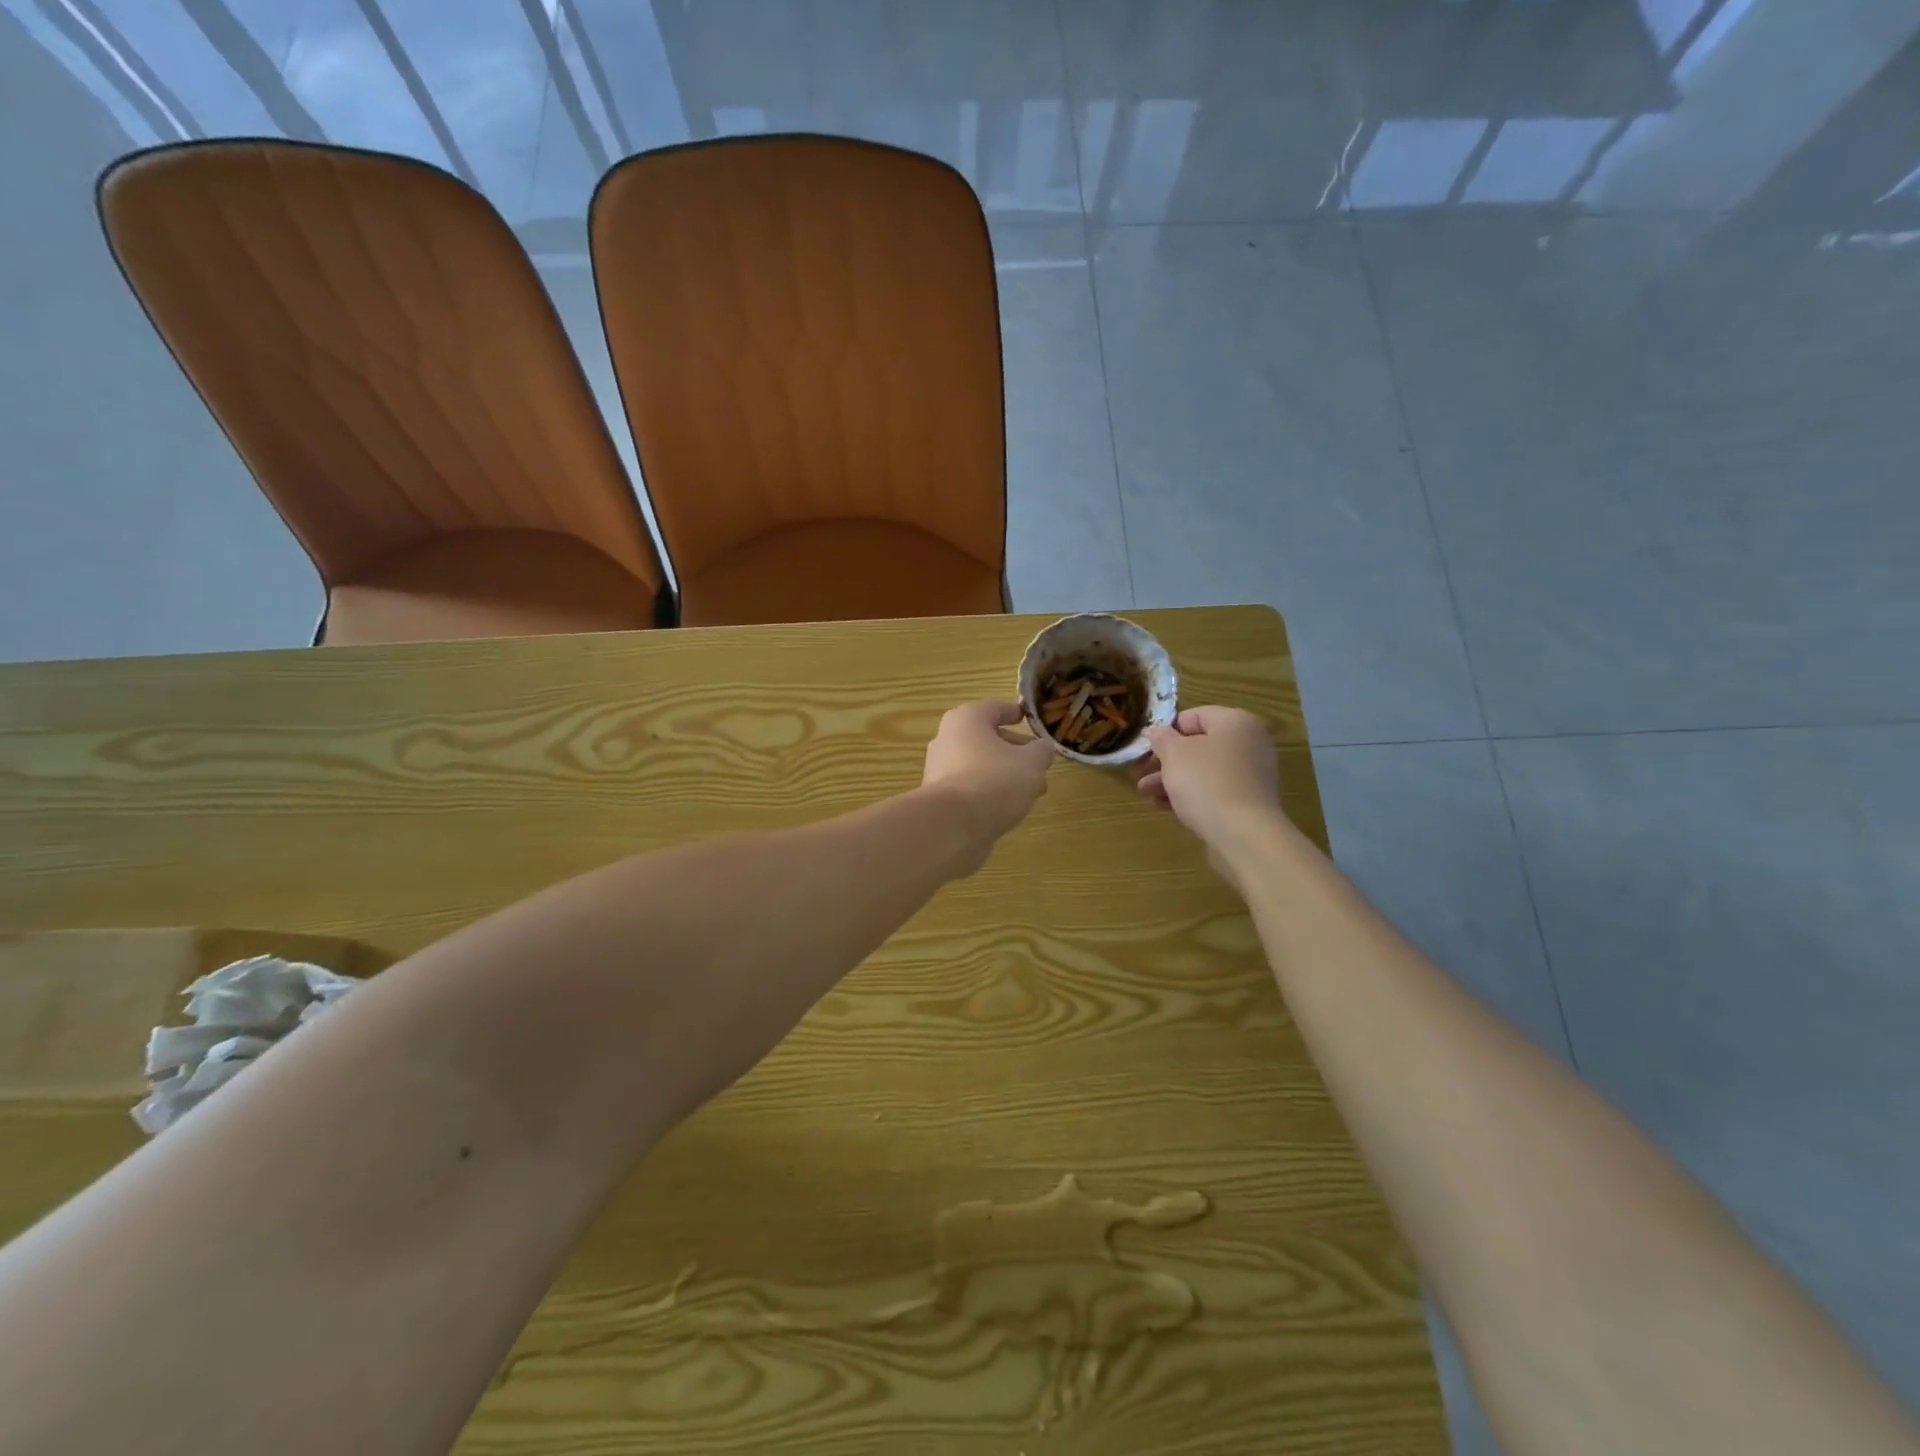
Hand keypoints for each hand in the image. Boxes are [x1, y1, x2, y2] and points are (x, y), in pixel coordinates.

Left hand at [922, 700, 1054, 846]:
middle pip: (986, 738)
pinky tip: (1009, 806)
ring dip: (1005, 773)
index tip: (1027, 718)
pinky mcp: (940, 798)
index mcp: (966, 719)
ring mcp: (940, 770)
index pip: (994, 708)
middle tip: (1038, 761)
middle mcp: (947, 739)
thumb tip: (1042, 748)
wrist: (953, 826)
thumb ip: (1041, 751)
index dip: (1014, 712)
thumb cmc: (994, 780)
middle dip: (1014, 749)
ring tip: (1031, 789)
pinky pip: (971, 787)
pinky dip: (989, 791)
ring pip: (979, 765)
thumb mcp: (1031, 763)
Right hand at [1136, 707, 1287, 888]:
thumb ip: (1161, 738)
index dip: (1165, 731)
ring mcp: (1251, 775)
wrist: (1243, 835)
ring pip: (1203, 771)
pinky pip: (1213, 791)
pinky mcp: (1247, 803)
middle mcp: (1249, 744)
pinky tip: (1164, 807)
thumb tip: (1157, 731)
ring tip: (1146, 794)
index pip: (1193, 716)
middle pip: (1197, 746)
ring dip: (1172, 780)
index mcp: (1235, 722)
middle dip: (1165, 761)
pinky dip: (1189, 795)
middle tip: (1140, 774)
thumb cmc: (1206, 783)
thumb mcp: (1174, 754)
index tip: (1145, 749)